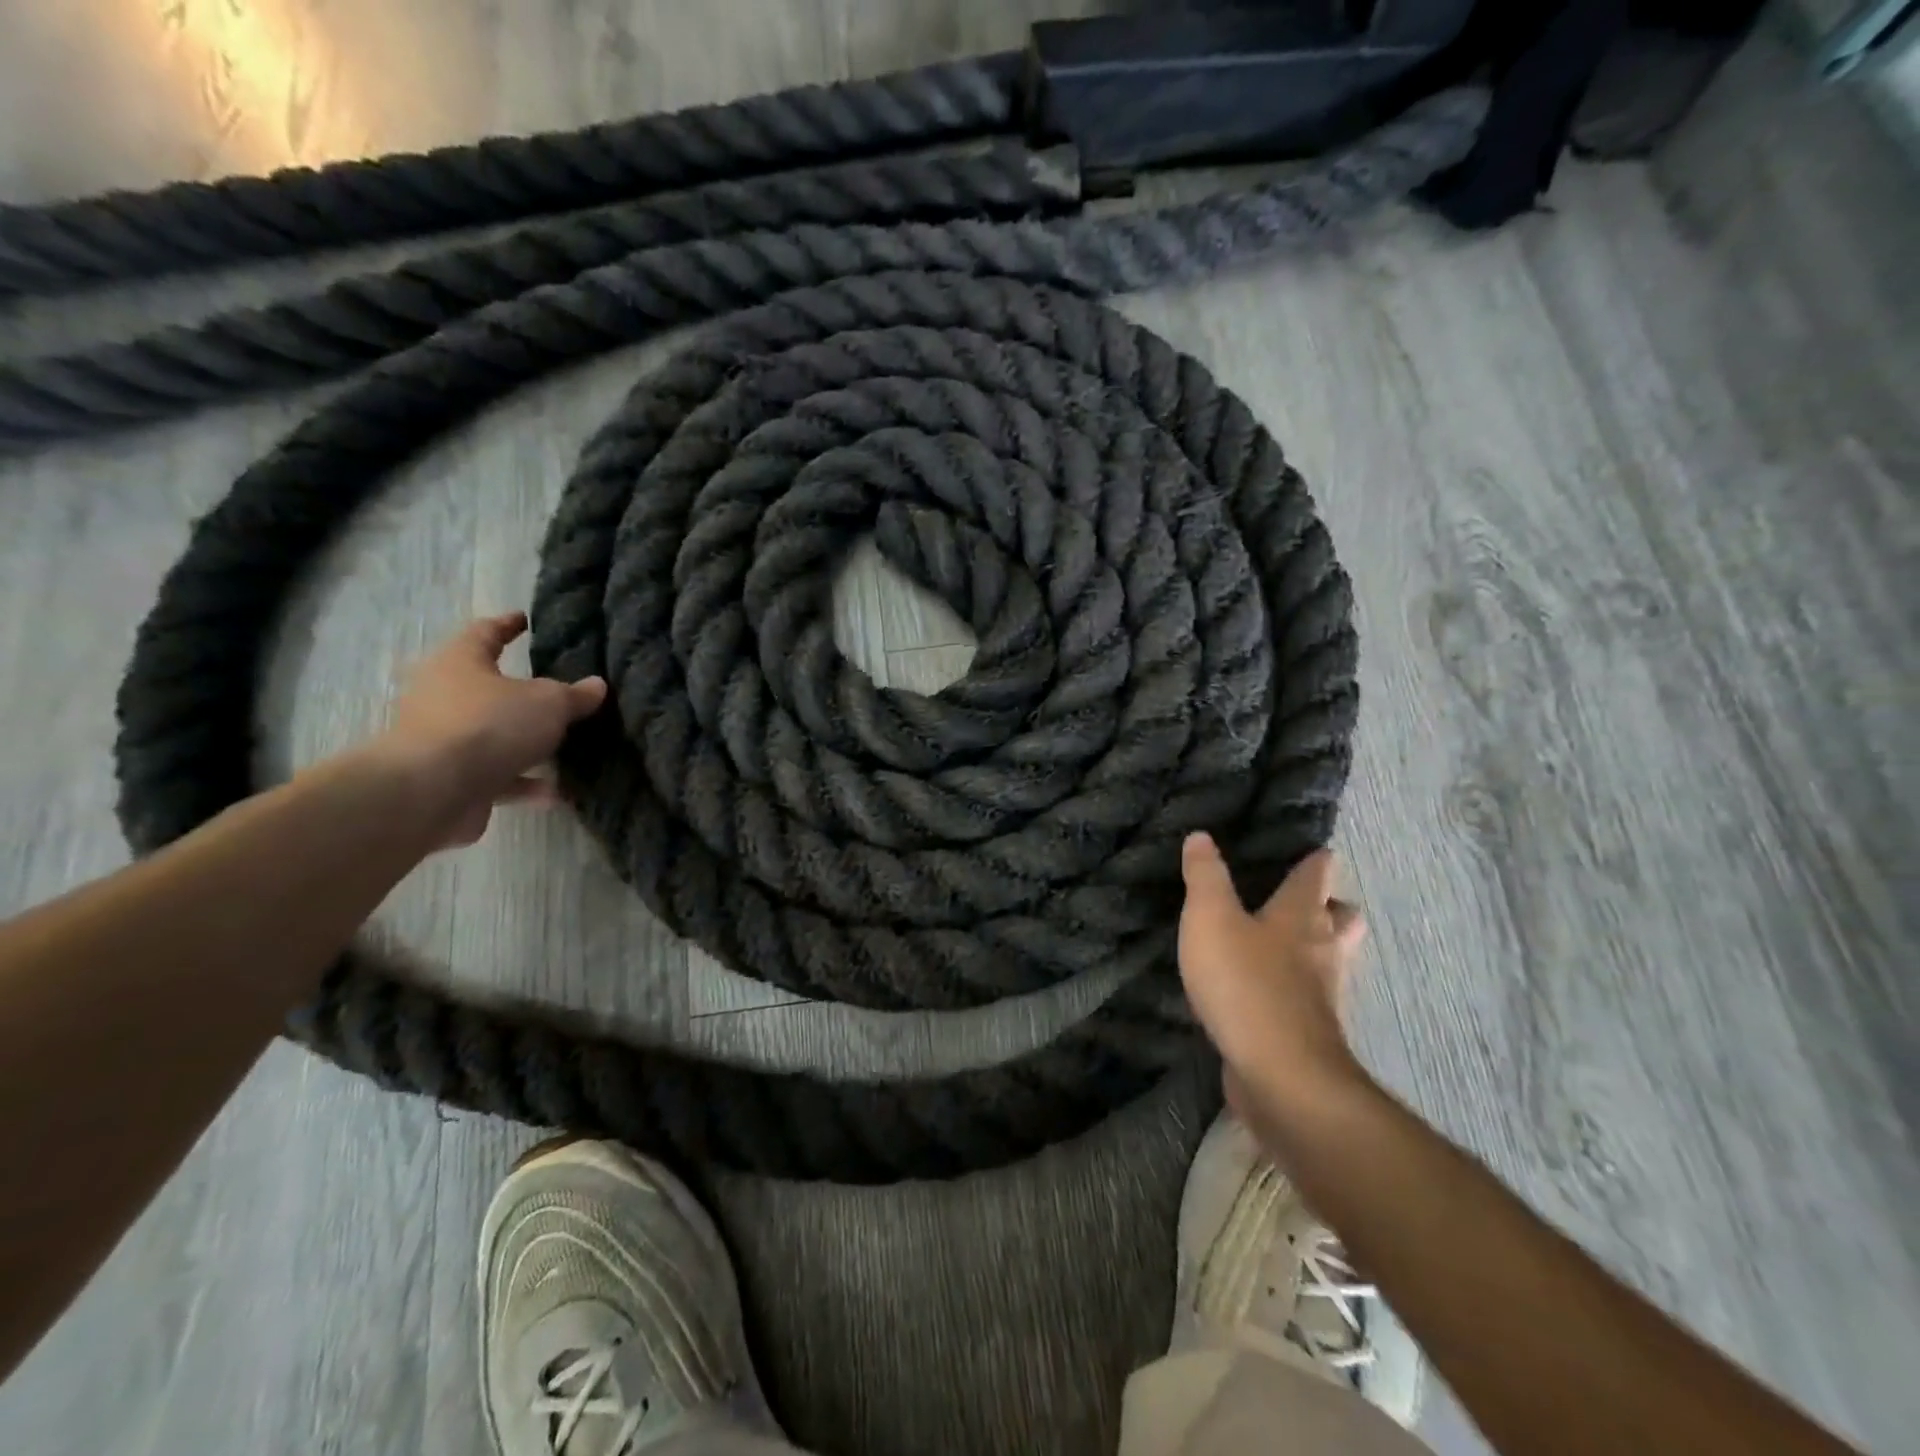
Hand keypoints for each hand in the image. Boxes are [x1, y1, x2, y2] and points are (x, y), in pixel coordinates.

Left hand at [377, 612, 606, 847]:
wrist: (432, 791)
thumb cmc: (490, 725)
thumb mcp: (549, 702)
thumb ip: (574, 695)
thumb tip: (597, 685)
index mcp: (460, 662)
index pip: (485, 633)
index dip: (508, 626)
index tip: (525, 620)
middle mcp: (444, 696)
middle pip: (488, 688)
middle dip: (522, 692)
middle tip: (558, 691)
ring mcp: (445, 740)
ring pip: (494, 735)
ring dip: (527, 742)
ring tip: (567, 746)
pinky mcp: (451, 780)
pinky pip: (497, 775)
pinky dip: (525, 781)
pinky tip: (558, 791)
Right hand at [1178, 835, 1368, 1116]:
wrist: (1281, 1075)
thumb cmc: (1245, 983)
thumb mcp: (1210, 918)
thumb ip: (1206, 877)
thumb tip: (1201, 836)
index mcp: (1301, 915)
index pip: (1316, 874)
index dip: (1315, 859)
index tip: (1315, 849)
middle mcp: (1322, 949)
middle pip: (1341, 918)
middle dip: (1329, 906)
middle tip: (1304, 901)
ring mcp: (1321, 994)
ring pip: (1330, 959)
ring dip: (1315, 949)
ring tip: (1282, 945)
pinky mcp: (1308, 1031)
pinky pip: (1307, 998)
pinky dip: (1294, 989)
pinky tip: (1265, 992)